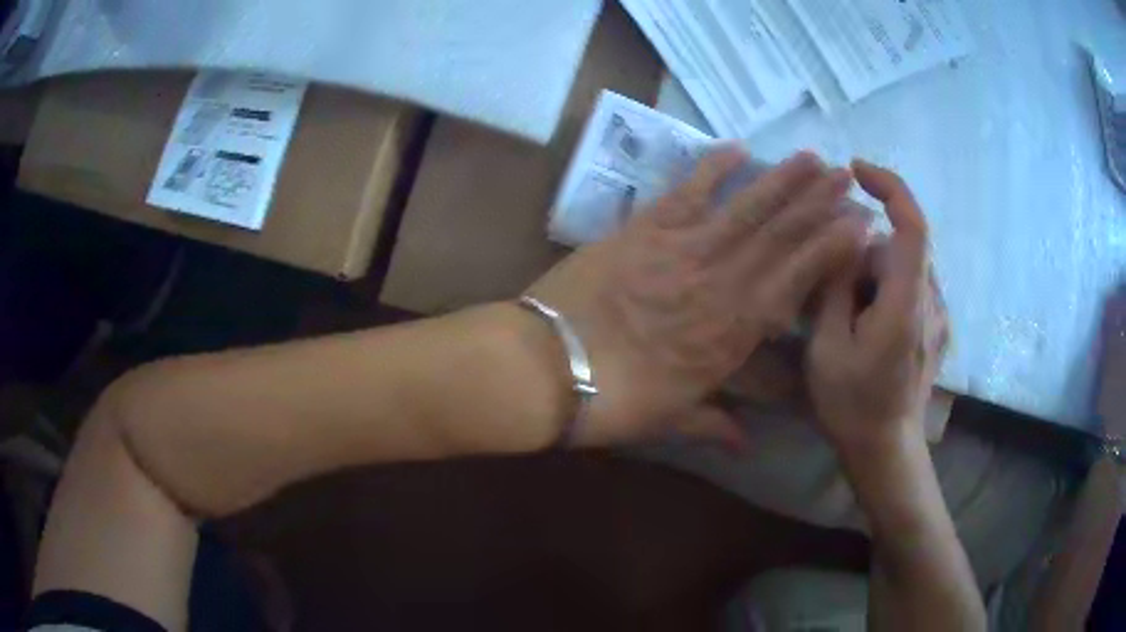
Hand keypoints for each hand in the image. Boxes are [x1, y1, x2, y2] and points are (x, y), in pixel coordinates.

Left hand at [528, 147, 870, 445]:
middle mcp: (720, 282)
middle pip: (780, 237)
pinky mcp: (643, 230)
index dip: (830, 251)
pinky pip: (685, 193)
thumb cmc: (611, 401)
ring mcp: (682, 249)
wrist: (546, 367)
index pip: (795, 281)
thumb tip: (746, 447)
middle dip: (818, 204)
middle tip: (848, 178)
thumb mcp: (670, 421)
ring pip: (745, 209)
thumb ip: (714, 427)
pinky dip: (711, 168)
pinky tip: (738, 148)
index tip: (858, 226)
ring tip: (814, 158)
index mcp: (733, 332)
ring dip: (782, 181)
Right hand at [806, 160, 948, 453]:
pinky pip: (913, 288)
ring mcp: (939, 317)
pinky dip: (888, 290)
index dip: (889, 187)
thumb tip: (845, 241)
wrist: (886, 449)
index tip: (856, 170)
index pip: (912, 226)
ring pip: (905, 268)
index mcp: (905, 306)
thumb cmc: (852, 404)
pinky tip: (870, 328)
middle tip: (835, 297)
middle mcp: (932, 303)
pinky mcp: (937, 328)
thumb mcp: (827, 347)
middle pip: (900, 248)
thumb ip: (836, 285)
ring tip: (851, 321)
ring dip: (874, 278)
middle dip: (864, 257)